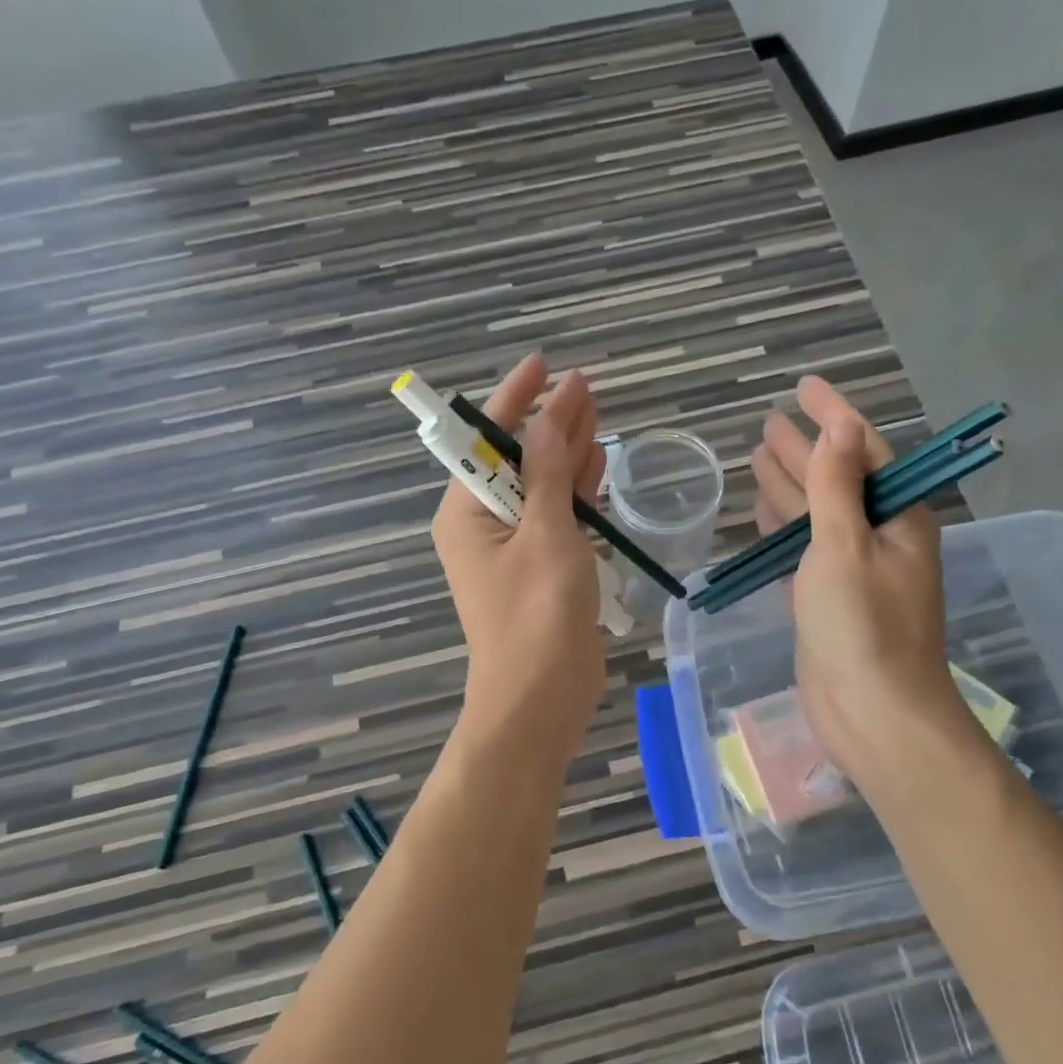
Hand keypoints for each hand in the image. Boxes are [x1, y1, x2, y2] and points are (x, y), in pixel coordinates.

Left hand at [432, 354, 608, 759]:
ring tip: (596, 413)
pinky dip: (576, 489)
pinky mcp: (542, 567)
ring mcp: (514, 547)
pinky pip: (557, 516)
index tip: (544, 364)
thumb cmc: (536, 615)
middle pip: (517, 458)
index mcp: (466, 510)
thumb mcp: (544, 533)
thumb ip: (548, 471)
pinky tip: (596, 462)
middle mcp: (483, 523)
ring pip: (540, 485)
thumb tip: (550, 415)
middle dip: (549, 422)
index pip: (485, 439)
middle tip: (586, 387)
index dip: (515, 398)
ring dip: (566, 451)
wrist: (541, 699)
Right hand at [750, 378, 979, 788]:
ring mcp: (852, 570)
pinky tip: (763, 510)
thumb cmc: (863, 628)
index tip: (804, 386)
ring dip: (791, 484)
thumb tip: (838, 429)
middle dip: (806, 449)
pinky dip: (784, 527)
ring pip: (816, 514)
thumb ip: (836, 487)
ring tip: (759, 454)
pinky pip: (804, 548)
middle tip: (770, 420)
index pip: (863, 450)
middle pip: (837, 479)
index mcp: (898, 519)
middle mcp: (879, 538)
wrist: (873, 717)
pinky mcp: (827, 599)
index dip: (833, 414)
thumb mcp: (845, 547)